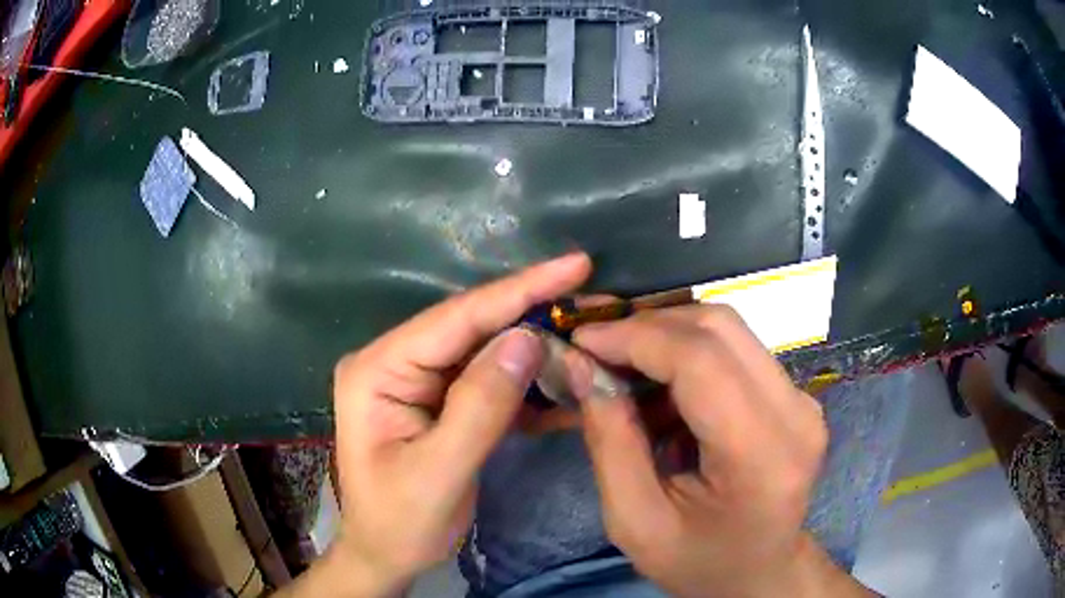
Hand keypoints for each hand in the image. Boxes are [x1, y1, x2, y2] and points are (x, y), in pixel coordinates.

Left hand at [305, 254, 591, 596]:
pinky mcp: (436, 399)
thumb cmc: (401, 523)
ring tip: (583, 341)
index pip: (455, 318)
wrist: (385, 555)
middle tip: (589, 300)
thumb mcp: (440, 472)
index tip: (574, 264)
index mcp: (377, 370)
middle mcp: (393, 362)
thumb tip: (527, 338)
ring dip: (533, 350)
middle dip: (531, 314)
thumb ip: (481, 405)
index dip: (518, 290)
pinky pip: (485, 380)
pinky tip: (560, 384)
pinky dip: (523, 384)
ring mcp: (415, 380)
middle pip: (471, 327)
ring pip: (483, 351)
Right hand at [563, 306, 873, 596]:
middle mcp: (796, 412)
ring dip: (666, 336)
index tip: (580, 341)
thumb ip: (610, 442)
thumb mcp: (636, 522)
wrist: (760, 572)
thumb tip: (582, 366)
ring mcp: (802, 398)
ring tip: (622, 367)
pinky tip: (660, 387)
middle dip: (647, 325)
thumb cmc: (699, 562)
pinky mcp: (794, 394)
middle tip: (597, 349)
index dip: (635, 337)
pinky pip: (735, 349)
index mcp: (762, 455)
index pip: (702, 361)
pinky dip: (688, 353)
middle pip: (719, 328)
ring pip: (727, 329)